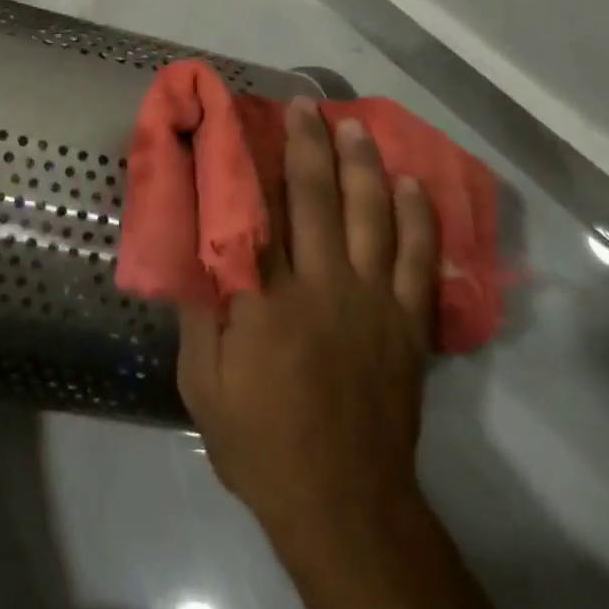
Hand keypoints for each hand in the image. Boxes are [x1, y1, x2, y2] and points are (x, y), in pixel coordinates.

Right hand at [177, 97, 438, 546]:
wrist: (343, 504)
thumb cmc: (261, 443)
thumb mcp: (202, 385)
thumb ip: (196, 314)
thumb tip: (189, 254)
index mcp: (265, 299)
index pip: (253, 213)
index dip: (246, 162)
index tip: (240, 124)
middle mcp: (321, 285)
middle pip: (315, 198)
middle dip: (308, 145)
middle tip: (305, 105)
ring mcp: (371, 301)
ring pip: (370, 215)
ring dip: (362, 165)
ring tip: (355, 126)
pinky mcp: (407, 322)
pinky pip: (418, 258)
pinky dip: (419, 218)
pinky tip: (414, 185)